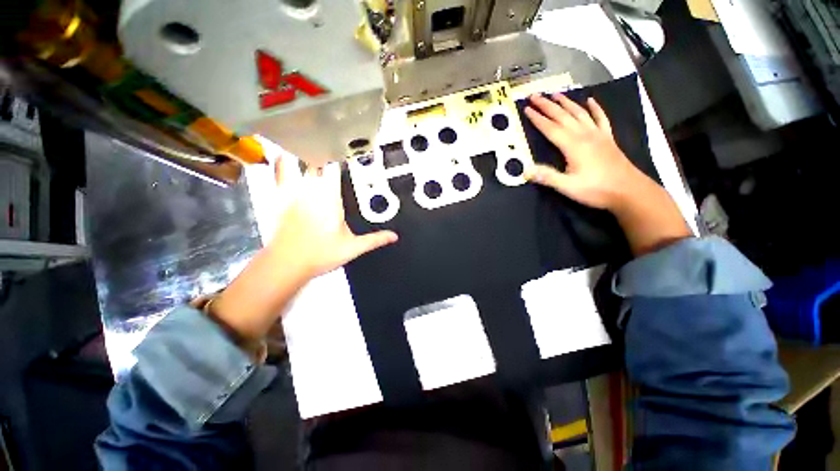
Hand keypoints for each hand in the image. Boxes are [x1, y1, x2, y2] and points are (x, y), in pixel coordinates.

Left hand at [211, 159, 396, 342]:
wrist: (288, 262)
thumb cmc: (317, 254)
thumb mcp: (350, 248)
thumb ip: (373, 240)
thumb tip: (392, 236)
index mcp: (332, 195)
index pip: (337, 166)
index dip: (342, 158)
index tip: (346, 155)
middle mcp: (313, 187)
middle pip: (320, 160)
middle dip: (324, 156)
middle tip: (329, 152)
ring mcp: (295, 188)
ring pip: (301, 160)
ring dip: (305, 154)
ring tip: (309, 147)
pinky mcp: (280, 194)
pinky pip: (280, 170)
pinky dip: (282, 160)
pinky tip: (284, 154)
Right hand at [523, 93, 651, 210]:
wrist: (627, 189)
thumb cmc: (598, 190)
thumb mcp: (570, 188)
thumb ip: (549, 177)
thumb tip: (526, 170)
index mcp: (571, 145)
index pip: (549, 128)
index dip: (537, 118)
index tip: (526, 109)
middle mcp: (582, 134)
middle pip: (561, 115)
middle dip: (547, 105)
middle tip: (534, 95)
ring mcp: (597, 133)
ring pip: (579, 112)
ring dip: (566, 102)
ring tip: (555, 94)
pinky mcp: (608, 137)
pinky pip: (601, 118)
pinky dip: (595, 108)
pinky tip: (591, 100)